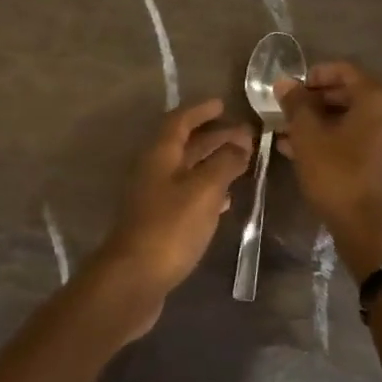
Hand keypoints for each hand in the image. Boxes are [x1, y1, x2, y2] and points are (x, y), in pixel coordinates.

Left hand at [92, 98, 253, 334]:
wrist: (135, 277)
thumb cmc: (170, 227)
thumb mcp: (203, 190)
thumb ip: (224, 163)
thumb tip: (240, 142)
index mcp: (159, 155)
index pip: (179, 121)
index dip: (201, 111)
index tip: (223, 104)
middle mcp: (153, 171)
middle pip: (185, 145)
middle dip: (214, 137)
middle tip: (246, 135)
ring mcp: (154, 198)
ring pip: (187, 171)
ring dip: (212, 163)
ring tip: (243, 162)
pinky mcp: (159, 222)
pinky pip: (186, 195)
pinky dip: (207, 190)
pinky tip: (225, 199)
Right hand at [277, 61, 381, 272]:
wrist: (372, 229)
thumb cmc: (338, 175)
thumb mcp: (308, 137)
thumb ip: (296, 105)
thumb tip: (285, 83)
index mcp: (378, 98)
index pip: (343, 71)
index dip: (312, 76)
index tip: (288, 90)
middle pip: (350, 94)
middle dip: (315, 102)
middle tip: (286, 113)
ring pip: (353, 120)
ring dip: (321, 123)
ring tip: (288, 135)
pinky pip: (360, 139)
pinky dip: (335, 139)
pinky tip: (306, 153)